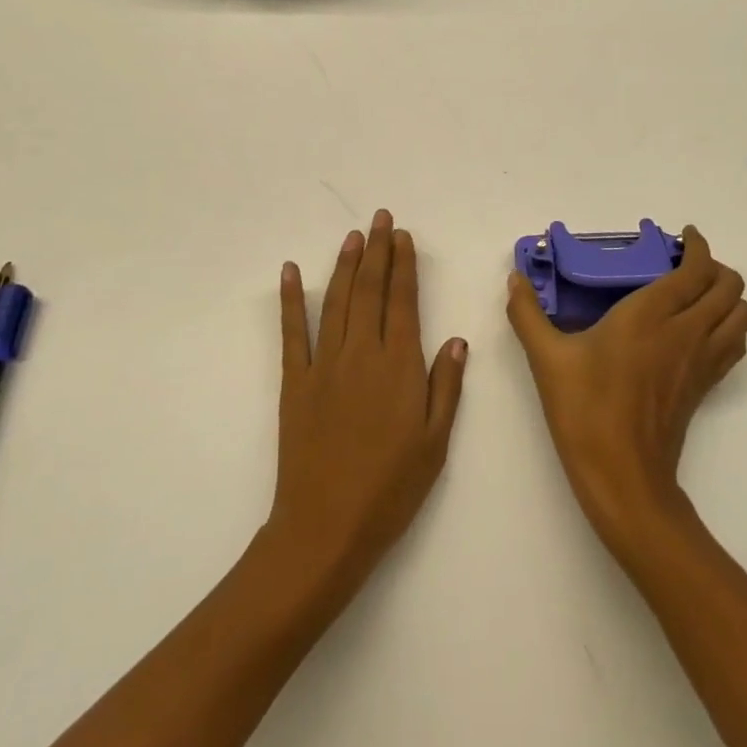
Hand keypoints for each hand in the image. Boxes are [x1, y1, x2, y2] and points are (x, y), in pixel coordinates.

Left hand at [265, 210, 468, 607]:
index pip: (403, 301)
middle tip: (380, 218)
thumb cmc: (390, 490)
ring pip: (336, 301)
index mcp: (400, 366)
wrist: (325, 528)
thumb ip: (445, 386)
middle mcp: (362, 354)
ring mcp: (324, 365)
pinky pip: (292, 332)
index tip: (403, 236)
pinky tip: (290, 271)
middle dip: (377, 251)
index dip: (404, 265)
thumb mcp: (434, 443)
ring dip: (344, 264)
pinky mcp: (294, 382)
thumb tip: (456, 339)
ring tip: (352, 235)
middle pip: (370, 290)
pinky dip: (290, 299)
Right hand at [506, 226, 746, 554]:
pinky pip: (734, 345)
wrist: (622, 476)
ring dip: (728, 297)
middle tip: (684, 265)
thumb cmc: (585, 409)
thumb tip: (514, 279)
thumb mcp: (546, 358)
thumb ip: (527, 313)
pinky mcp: (705, 387)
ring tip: (696, 295)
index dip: (698, 246)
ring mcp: (701, 361)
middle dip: (716, 267)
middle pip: (729, 286)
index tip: (684, 236)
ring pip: (741, 315)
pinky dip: (728, 327)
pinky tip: (697, 332)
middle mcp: (686, 331)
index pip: (696, 268)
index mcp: (652, 314)